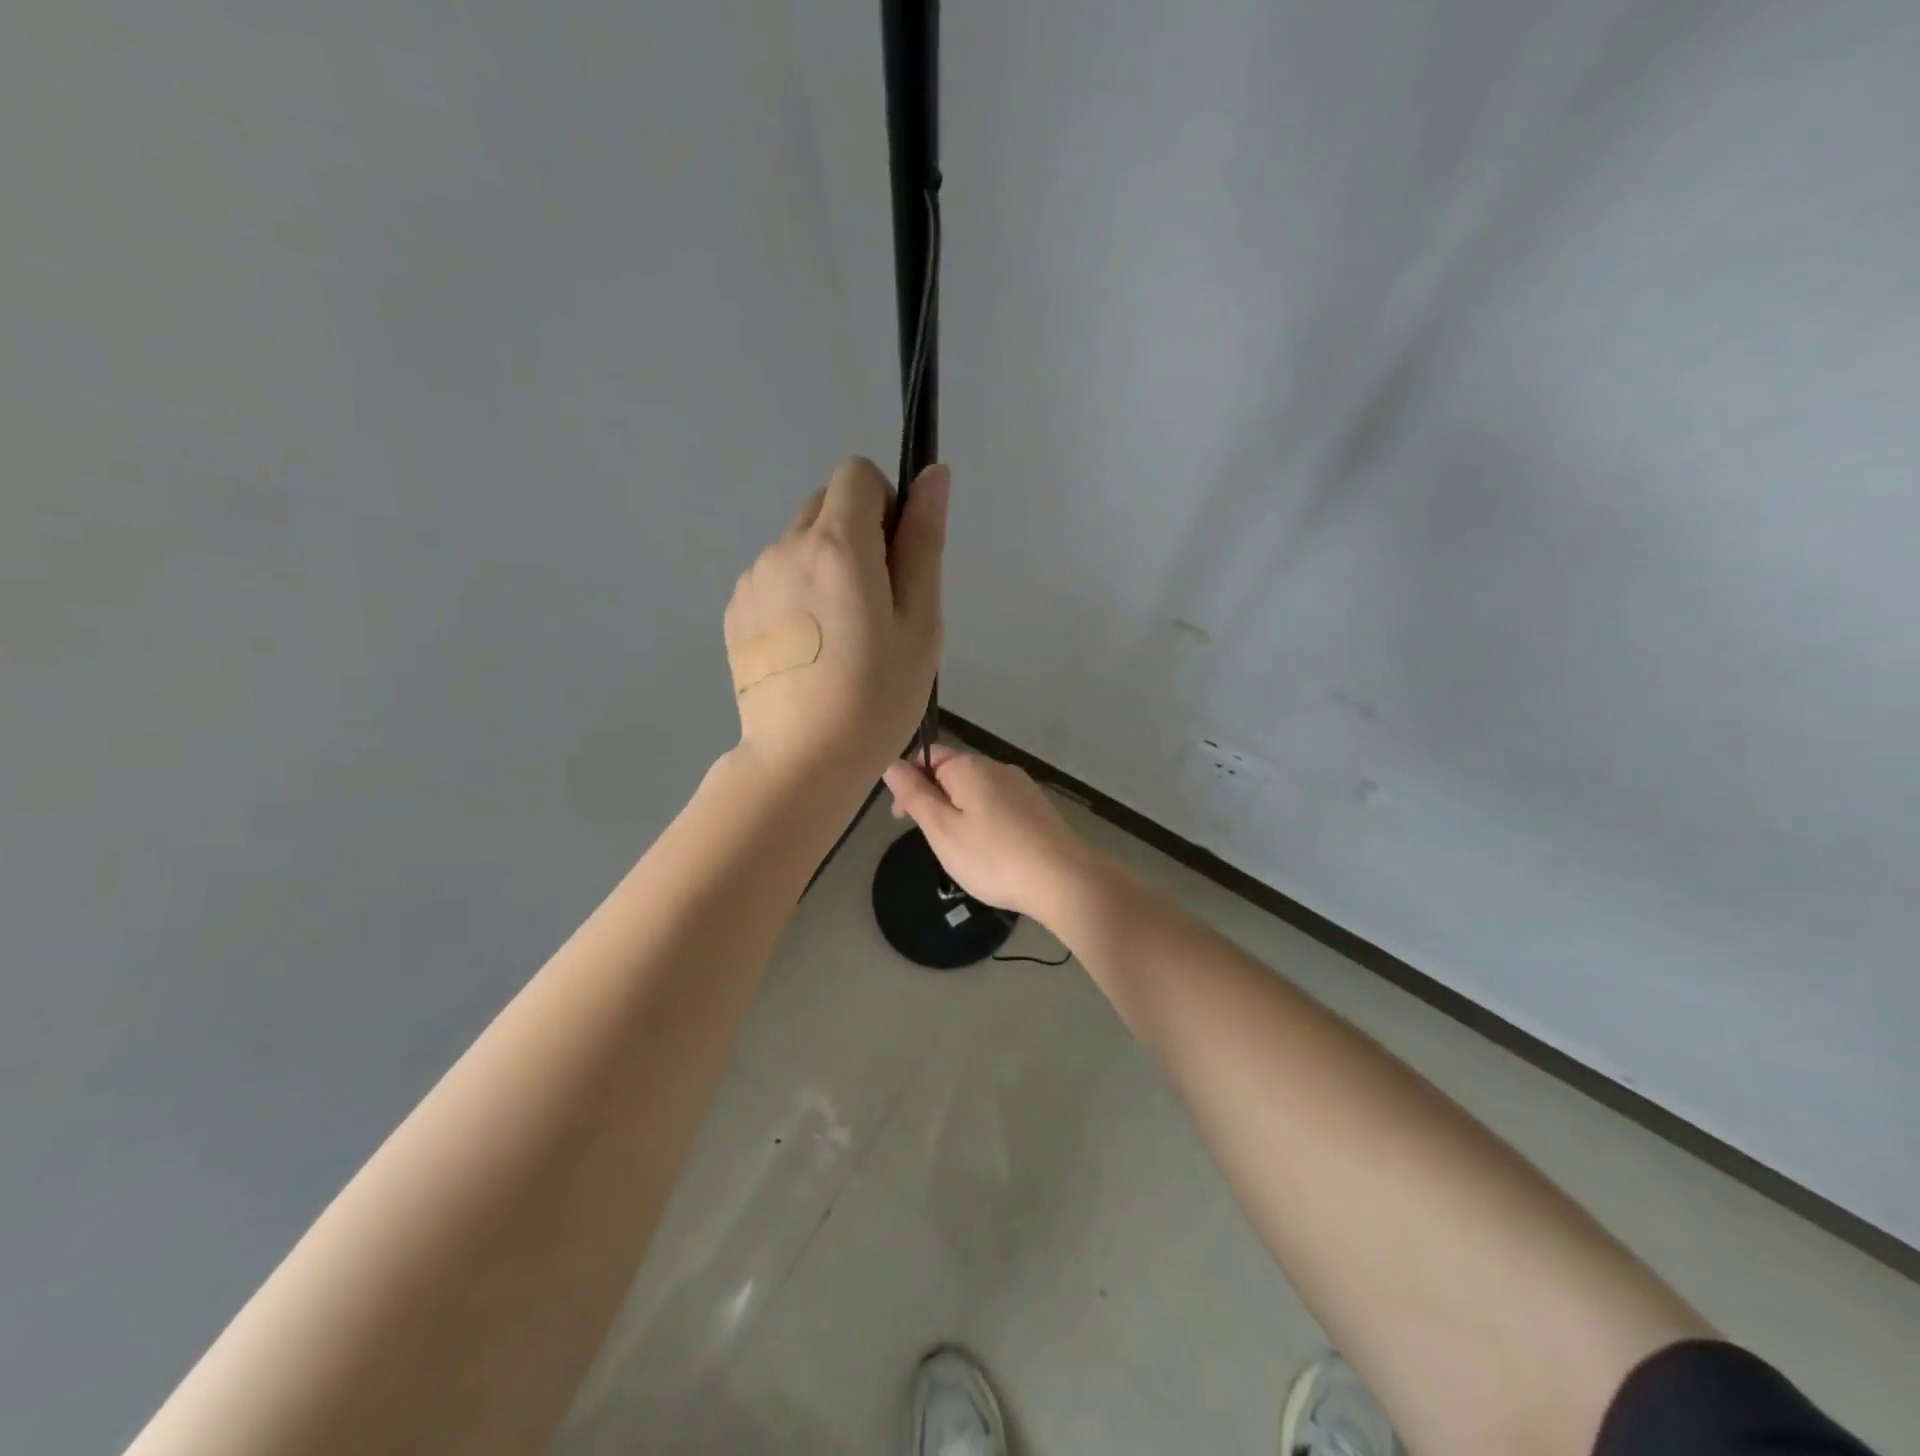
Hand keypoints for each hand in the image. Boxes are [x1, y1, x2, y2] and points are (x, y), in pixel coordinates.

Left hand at [726, 458, 946, 786]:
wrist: (803, 760)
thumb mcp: (920, 621)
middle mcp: (785, 547)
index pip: (856, 474)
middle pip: (824, 505)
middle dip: (855, 535)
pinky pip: (773, 578)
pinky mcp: (734, 611)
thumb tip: (934, 475)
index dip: (884, 504)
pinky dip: (795, 595)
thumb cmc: (877, 696)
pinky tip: (808, 650)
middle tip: (874, 606)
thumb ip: (924, 542)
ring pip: (797, 544)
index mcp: (836, 544)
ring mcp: (752, 580)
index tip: (895, 559)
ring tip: (839, 637)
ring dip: (823, 567)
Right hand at [881, 746, 1098, 920]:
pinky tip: (990, 850)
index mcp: (969, 766)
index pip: (927, 756)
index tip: (901, 817)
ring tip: (960, 849)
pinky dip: (985, 820)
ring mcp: (1022, 786)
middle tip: (931, 839)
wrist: (1063, 879)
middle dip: (935, 798)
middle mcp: (997, 767)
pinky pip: (999, 804)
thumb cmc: (992, 857)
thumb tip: (891, 764)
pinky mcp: (1038, 807)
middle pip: (953, 772)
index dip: (908, 781)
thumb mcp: (942, 830)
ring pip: (977, 790)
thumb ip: (915, 795)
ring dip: (960, 811)